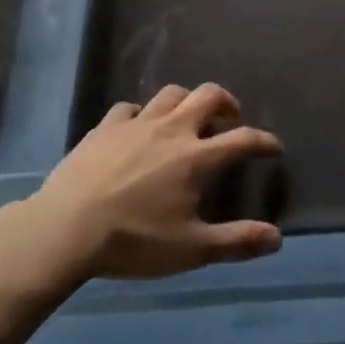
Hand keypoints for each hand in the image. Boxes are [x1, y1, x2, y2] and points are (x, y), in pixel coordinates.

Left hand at [25, 83, 283, 281]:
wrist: (67, 228)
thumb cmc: (134, 241)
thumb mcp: (191, 249)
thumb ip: (236, 242)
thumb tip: (277, 238)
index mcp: (196, 158)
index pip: (242, 139)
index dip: (264, 141)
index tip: (274, 147)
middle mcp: (172, 130)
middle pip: (208, 96)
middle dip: (226, 102)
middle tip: (230, 118)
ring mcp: (137, 123)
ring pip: (171, 94)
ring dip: (187, 100)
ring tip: (189, 117)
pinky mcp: (106, 126)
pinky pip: (131, 108)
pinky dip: (142, 113)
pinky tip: (139, 127)